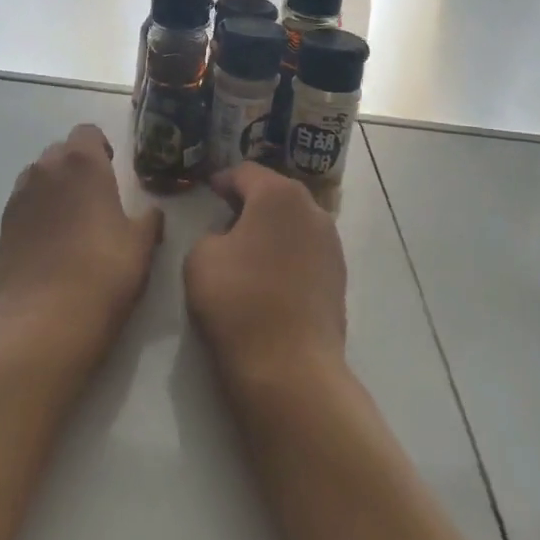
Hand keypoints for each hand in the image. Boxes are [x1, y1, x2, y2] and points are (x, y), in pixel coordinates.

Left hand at [0, 124, 163, 370]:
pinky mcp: (3, 224)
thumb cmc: (104, 271)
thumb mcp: (141, 245)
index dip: (100, 147)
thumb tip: (152, 213)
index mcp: (83, 162)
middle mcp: (46, 169)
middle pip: (61, 151)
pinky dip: (37, 211)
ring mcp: (20, 195)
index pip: (87, 132)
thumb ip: (149, 220)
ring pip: (39, 176)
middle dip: (77, 165)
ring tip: (71, 219)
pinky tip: (51, 241)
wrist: (45, 316)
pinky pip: (24, 203)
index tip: (112, 168)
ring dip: (54, 186)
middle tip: (95, 196)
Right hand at [185, 162, 347, 395]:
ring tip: (247, 246)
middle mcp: (312, 210)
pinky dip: (286, 252)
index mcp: (278, 195)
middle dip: (251, 200)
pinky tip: (268, 274)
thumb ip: (213, 233)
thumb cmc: (238, 300)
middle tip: (224, 214)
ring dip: (272, 227)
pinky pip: (306, 250)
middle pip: (276, 193)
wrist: (289, 367)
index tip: (208, 190)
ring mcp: (331, 244)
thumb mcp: (200, 256)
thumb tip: (230, 238)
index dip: (223, 179)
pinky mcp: (339, 276)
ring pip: (294, 222)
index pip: (246, 172)